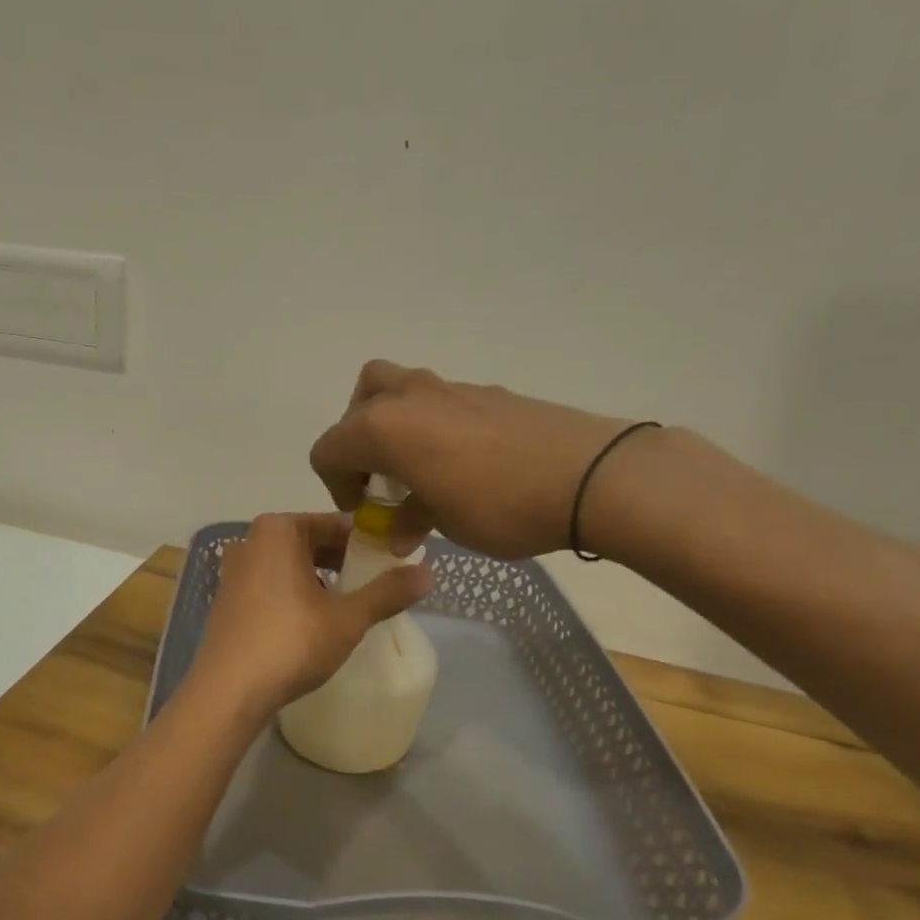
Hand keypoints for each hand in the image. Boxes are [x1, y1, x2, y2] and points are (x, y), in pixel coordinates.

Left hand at [190, 513, 431, 714]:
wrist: (228, 691)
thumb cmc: (290, 642)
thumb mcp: (347, 618)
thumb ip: (387, 592)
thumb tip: (428, 573)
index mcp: (278, 530)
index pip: (336, 524)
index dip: (368, 543)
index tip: (393, 562)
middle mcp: (251, 541)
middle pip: (311, 543)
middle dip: (344, 561)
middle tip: (378, 585)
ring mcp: (234, 571)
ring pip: (291, 566)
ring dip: (320, 580)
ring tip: (350, 605)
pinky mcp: (227, 600)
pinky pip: (271, 585)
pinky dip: (295, 595)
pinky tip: (313, 622)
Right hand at [310, 360, 656, 558]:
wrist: (589, 476)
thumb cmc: (500, 505)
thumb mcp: (445, 523)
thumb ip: (410, 519)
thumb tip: (398, 530)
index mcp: (384, 426)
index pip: (329, 448)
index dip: (336, 484)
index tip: (364, 511)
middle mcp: (409, 397)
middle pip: (360, 401)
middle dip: (358, 439)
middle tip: (381, 476)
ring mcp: (452, 388)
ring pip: (401, 392)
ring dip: (396, 428)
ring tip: (421, 470)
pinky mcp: (489, 393)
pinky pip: (441, 403)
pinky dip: (434, 427)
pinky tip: (463, 465)